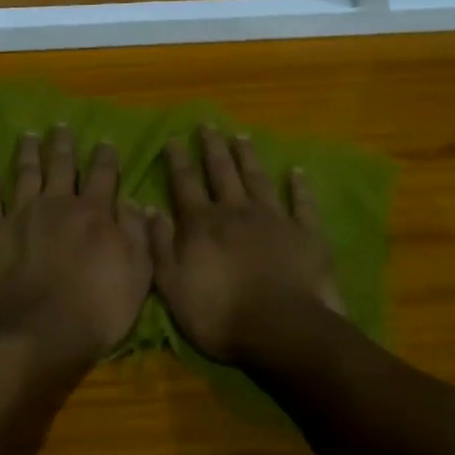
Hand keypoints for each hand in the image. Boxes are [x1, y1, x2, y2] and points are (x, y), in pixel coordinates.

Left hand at [0, 126, 155, 360]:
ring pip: (25, 173)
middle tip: (60, 126)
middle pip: (61, 165)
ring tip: (28, 136)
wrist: (39, 332)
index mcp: (93, 212)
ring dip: (28, 152)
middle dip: (63, 144)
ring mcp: (21, 214)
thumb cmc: (96, 308)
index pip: (103, 175)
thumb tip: (135, 201)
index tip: (104, 140)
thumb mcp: (137, 274)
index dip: (105, 156)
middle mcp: (56, 203)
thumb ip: (137, 234)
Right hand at [153, 126, 342, 362]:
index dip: (178, 160)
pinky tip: (297, 171)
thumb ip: (159, 245)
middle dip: (212, 147)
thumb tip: (149, 208)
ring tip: (241, 137)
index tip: (174, 138)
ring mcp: (273, 219)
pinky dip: (299, 186)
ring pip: (257, 179)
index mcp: (202, 224)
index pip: (185, 183)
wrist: (282, 330)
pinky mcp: (305, 234)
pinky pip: (302, 203)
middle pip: (222, 172)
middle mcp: (236, 211)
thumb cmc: (220, 314)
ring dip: (248, 157)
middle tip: (208, 124)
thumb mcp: (172, 285)